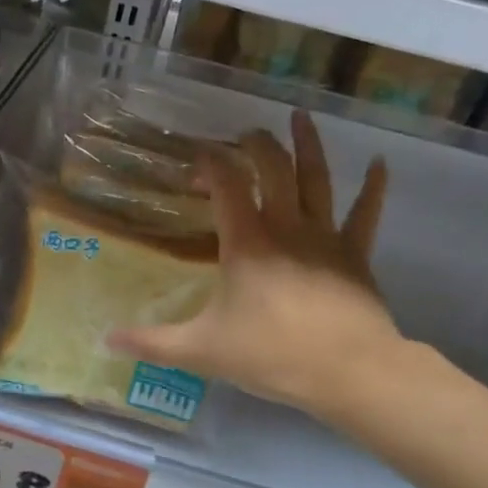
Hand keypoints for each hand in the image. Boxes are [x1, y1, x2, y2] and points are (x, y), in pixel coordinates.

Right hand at [110, 110, 403, 419]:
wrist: (347, 371)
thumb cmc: (271, 354)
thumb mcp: (202, 351)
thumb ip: (152, 342)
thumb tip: (106, 339)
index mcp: (246, 242)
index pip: (226, 183)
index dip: (210, 163)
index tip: (196, 159)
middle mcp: (285, 226)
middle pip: (272, 168)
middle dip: (256, 145)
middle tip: (243, 136)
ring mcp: (325, 236)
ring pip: (317, 178)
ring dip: (307, 145)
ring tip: (300, 116)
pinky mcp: (356, 254)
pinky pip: (365, 213)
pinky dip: (374, 187)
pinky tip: (381, 164)